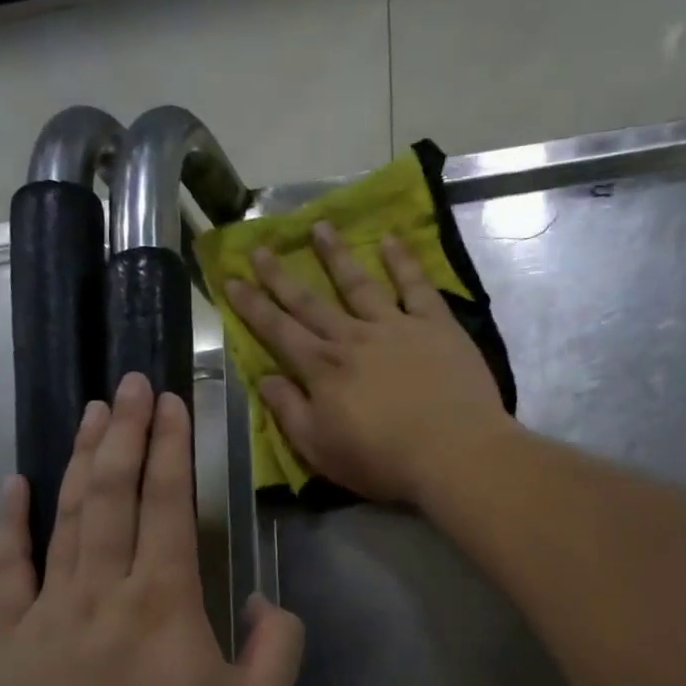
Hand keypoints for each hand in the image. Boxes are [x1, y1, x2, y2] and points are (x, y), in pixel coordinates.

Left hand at [0, 373, 303, 685]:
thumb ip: (277, 646)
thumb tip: (259, 600)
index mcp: (163, 601)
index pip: (166, 503)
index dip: (170, 447)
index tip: (171, 402)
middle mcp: (103, 589)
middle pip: (113, 493)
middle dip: (126, 432)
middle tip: (131, 384)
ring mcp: (49, 610)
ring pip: (66, 517)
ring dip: (82, 460)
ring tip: (93, 412)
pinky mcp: (10, 638)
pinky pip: (6, 570)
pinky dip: (9, 524)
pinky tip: (16, 482)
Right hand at [222, 222, 511, 505]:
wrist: (452, 451)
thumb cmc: (381, 459)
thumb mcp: (320, 449)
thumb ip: (289, 411)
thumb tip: (264, 379)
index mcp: (322, 369)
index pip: (278, 331)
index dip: (252, 306)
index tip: (232, 280)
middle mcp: (352, 338)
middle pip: (310, 302)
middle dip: (280, 276)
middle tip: (260, 247)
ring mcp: (395, 326)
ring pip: (358, 283)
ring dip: (336, 255)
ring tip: (319, 226)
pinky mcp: (435, 325)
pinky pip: (415, 286)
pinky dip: (403, 261)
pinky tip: (391, 239)